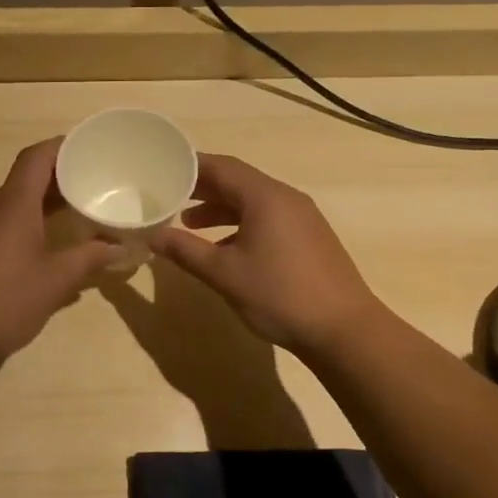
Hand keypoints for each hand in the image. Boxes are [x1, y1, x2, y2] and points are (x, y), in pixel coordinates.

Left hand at [0, 138, 119, 373]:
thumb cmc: (3, 303)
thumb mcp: (55, 282)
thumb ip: (89, 259)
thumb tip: (120, 247)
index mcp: (11, 205)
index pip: (36, 157)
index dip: (63, 146)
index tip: (90, 148)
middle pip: (25, 179)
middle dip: (59, 179)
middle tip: (94, 184)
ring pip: (12, 205)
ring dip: (42, 205)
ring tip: (76, 215)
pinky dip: (25, 226)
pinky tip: (45, 250)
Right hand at [149, 153, 384, 354]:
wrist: (345, 330)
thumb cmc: (279, 295)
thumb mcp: (224, 273)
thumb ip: (185, 250)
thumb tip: (153, 235)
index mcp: (265, 197)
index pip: (222, 167)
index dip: (190, 166)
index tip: (163, 169)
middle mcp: (286, 198)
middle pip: (238, 181)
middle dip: (203, 188)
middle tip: (169, 194)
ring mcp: (302, 218)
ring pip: (253, 201)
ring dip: (221, 208)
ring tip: (189, 223)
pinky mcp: (310, 238)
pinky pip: (268, 218)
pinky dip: (241, 223)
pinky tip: (226, 247)